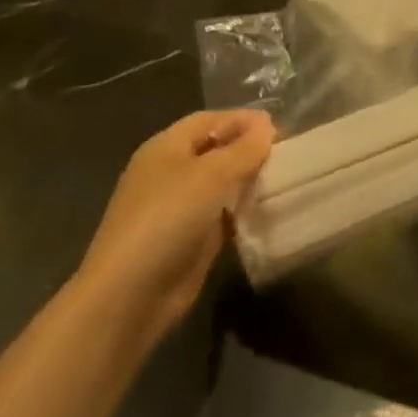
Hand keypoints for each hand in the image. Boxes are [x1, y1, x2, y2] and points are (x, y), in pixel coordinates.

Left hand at [73, 110, 273, 342]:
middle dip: (250, 150)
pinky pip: (223, 213)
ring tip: (284, 180)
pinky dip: (244, 209)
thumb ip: (244, 147)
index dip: (244, 120)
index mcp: (166, 147)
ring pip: (222, 182)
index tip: (281, 130)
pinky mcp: (189, 238)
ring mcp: (179, 207)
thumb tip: (267, 126)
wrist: (130, 297)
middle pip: (217, 149)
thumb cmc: (168, 220)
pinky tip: (268, 210)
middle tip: (287, 156)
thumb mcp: (212, 174)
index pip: (211, 119)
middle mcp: (171, 172)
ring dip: (250, 180)